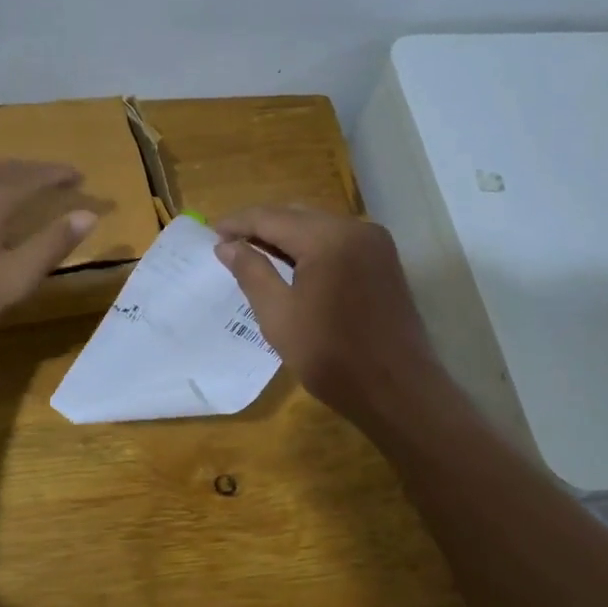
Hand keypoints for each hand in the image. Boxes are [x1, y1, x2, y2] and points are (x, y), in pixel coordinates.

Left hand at [0, 160, 96, 350]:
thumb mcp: (16, 277)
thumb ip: (53, 244)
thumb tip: (88, 215)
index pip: (32, 177)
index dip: (58, 175)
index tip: (81, 176)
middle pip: (8, 168)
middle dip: (37, 170)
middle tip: (61, 177)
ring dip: (12, 170)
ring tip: (30, 178)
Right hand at [213, 204, 442, 427]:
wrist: (397, 391)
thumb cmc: (331, 356)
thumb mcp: (278, 315)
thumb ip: (251, 272)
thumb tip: (227, 246)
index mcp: (328, 238)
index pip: (271, 217)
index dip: (238, 223)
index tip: (210, 234)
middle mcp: (356, 228)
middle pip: (296, 215)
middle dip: (260, 226)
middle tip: (228, 245)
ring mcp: (375, 243)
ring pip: (318, 226)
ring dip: (285, 236)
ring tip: (253, 255)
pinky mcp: (384, 261)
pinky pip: (338, 241)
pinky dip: (310, 247)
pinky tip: (291, 265)